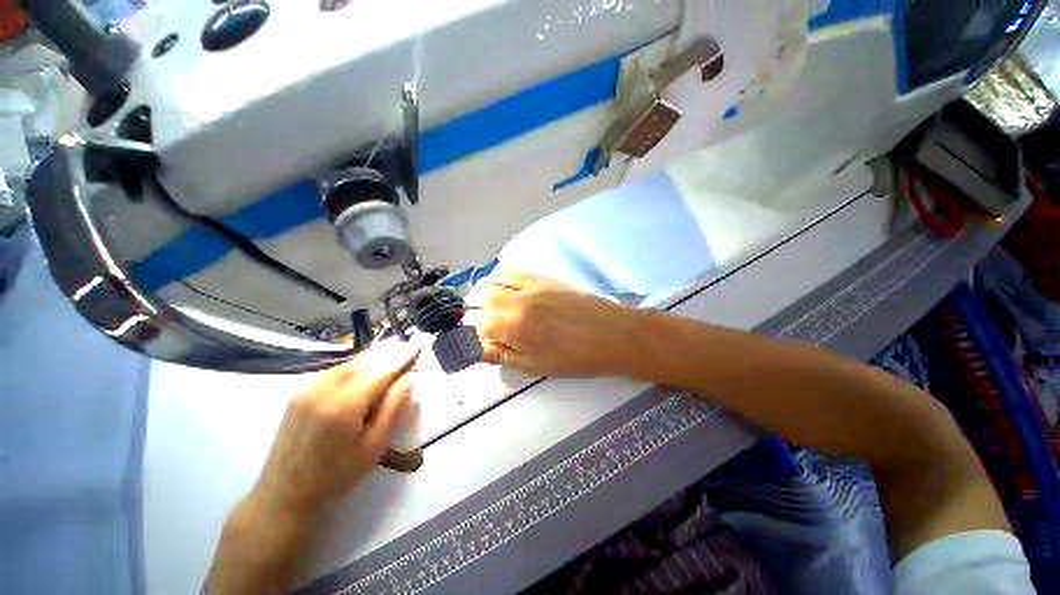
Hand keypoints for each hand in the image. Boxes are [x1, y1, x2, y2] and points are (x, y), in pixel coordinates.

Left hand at [207, 343, 418, 593]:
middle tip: (410, 350)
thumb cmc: (336, 477)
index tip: (419, 345)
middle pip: (365, 362)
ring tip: (393, 357)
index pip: (382, 370)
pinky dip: (355, 367)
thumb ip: (394, 408)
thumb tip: (409, 377)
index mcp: (344, 405)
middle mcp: (324, 389)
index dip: (403, 357)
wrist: (283, 495)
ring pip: (350, 364)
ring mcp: (307, 388)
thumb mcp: (374, 447)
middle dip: (389, 355)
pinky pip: (334, 371)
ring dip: (373, 359)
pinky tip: (365, 370)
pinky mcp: (299, 392)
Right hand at [469, 270, 641, 376]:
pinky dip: (504, 277)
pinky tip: (511, 289)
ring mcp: (531, 285)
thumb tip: (476, 350)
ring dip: (489, 291)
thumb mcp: (536, 365)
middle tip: (490, 325)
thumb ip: (502, 355)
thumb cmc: (575, 357)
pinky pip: (515, 269)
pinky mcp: (544, 277)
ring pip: (494, 278)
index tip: (480, 343)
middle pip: (482, 297)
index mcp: (514, 327)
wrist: (612, 333)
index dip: (474, 337)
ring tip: (496, 305)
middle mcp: (517, 300)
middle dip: (479, 311)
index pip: (478, 326)